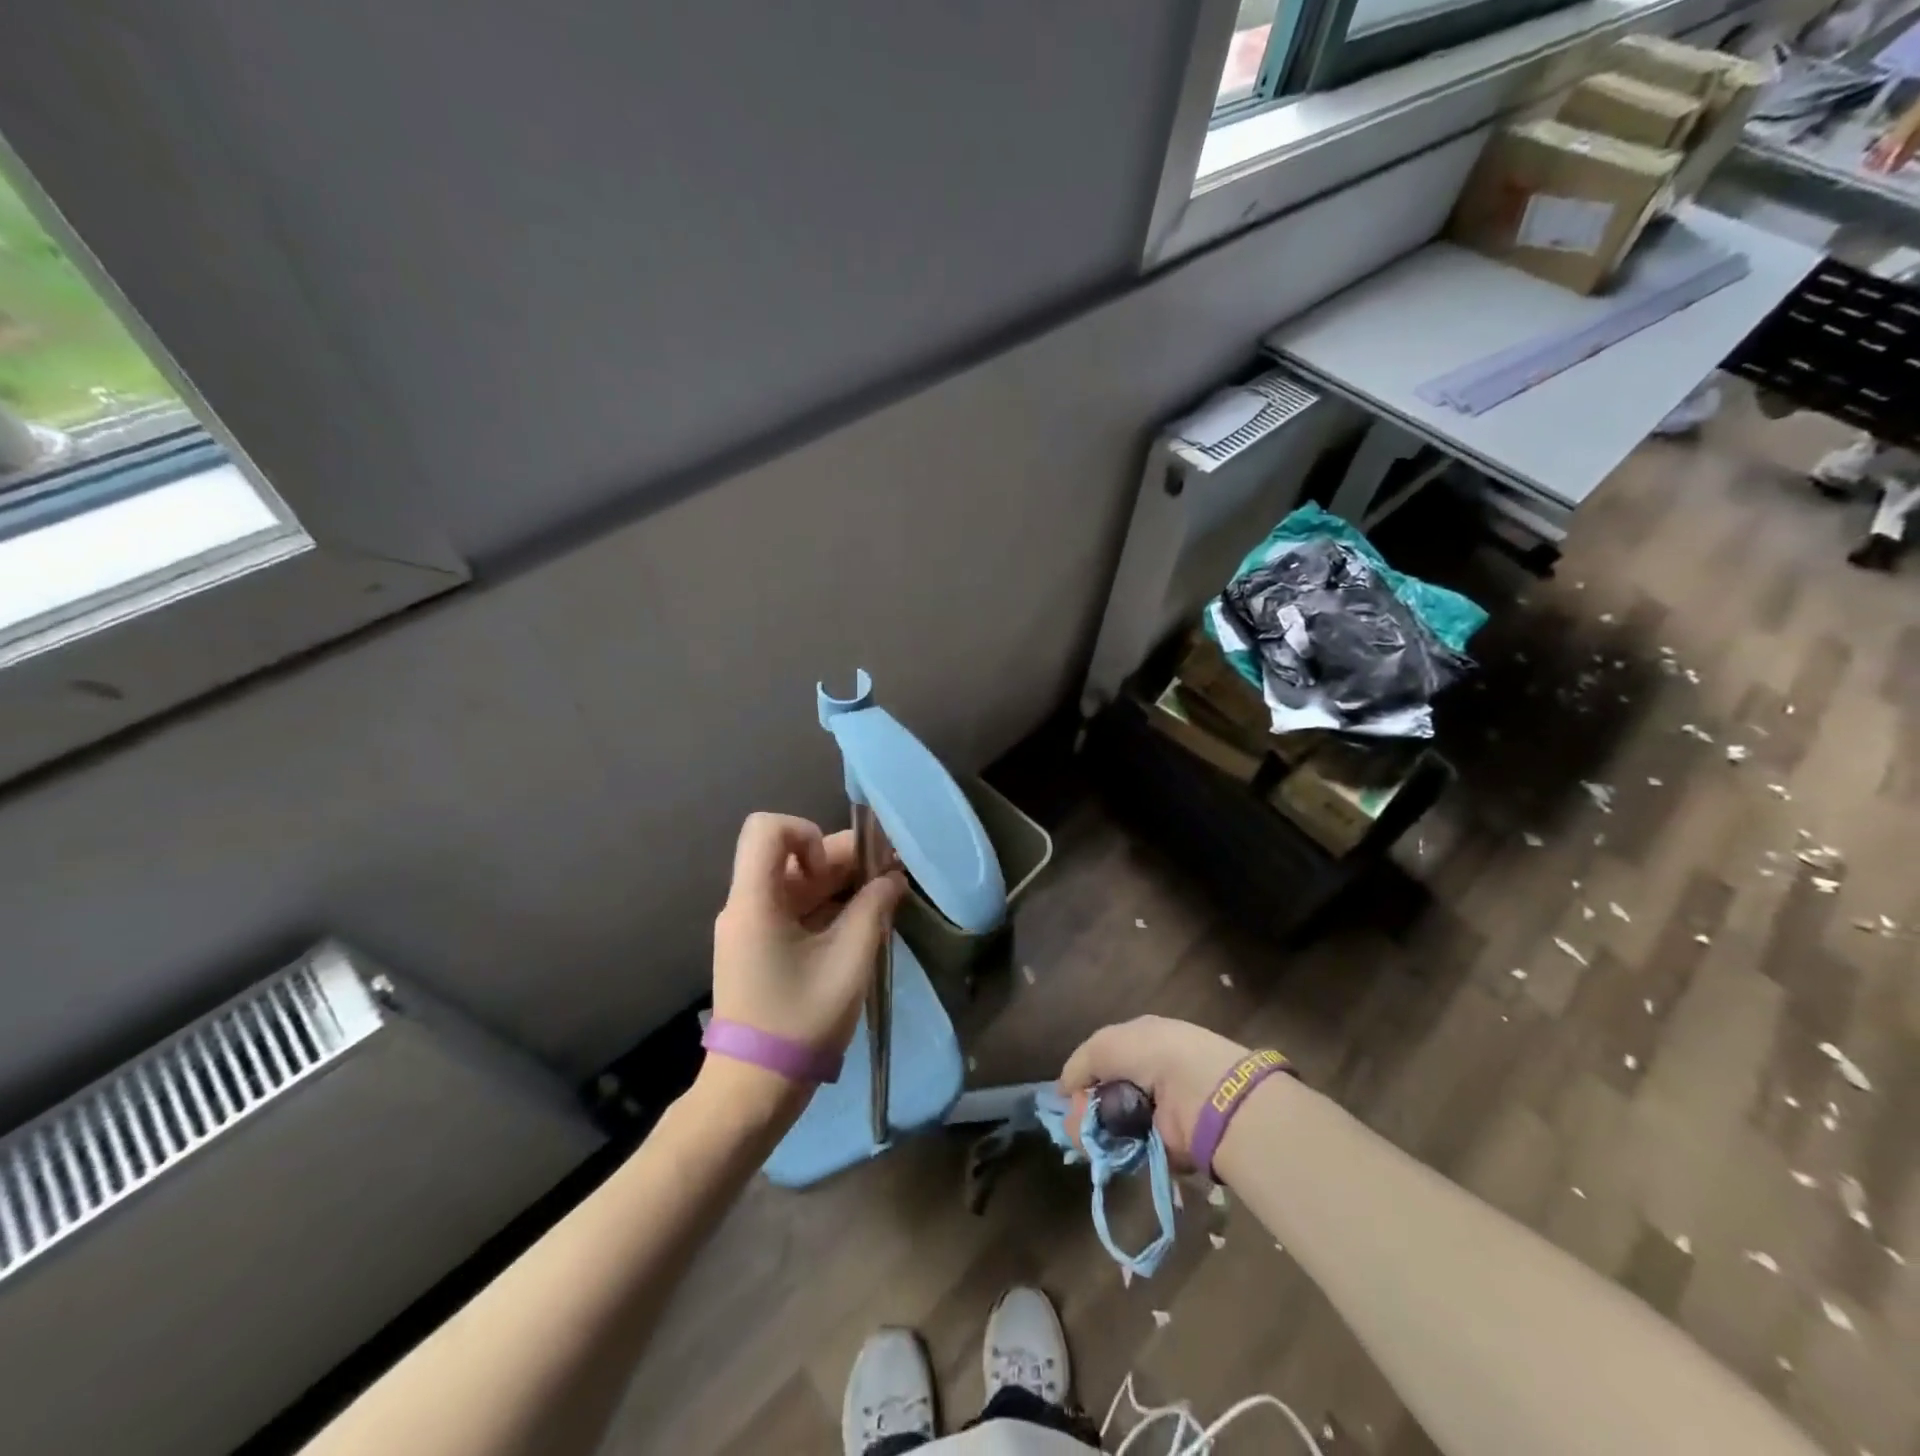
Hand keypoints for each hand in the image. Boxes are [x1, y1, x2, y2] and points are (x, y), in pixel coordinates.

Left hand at [708, 811, 905, 1064]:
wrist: (754, 1089)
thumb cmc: (800, 1021)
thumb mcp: (849, 961)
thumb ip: (873, 910)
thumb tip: (892, 878)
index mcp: (755, 901)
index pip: (768, 829)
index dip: (808, 834)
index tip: (836, 871)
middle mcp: (746, 905)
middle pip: (791, 856)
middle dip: (842, 860)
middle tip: (888, 877)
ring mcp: (750, 928)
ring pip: (796, 883)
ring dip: (839, 885)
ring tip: (884, 900)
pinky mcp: (759, 948)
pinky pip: (794, 909)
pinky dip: (827, 908)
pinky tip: (861, 925)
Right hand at [1058, 1016, 1250, 1168]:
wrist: (1202, 1092)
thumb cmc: (1152, 1054)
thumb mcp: (1105, 1044)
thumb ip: (1080, 1065)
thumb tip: (1064, 1090)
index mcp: (1141, 1042)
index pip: (1103, 1059)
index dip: (1083, 1076)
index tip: (1068, 1094)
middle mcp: (1150, 1074)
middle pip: (1105, 1094)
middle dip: (1085, 1107)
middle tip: (1074, 1120)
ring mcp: (1158, 1112)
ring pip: (1113, 1124)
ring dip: (1094, 1131)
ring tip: (1085, 1137)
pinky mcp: (1164, 1146)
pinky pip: (1129, 1149)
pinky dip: (1113, 1151)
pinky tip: (1102, 1149)